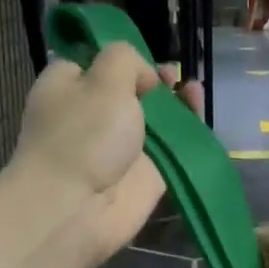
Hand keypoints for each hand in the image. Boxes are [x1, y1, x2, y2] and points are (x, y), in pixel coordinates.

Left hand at [10, 44, 202, 267]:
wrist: (77, 209)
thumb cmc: (83, 135)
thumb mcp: (104, 78)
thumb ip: (125, 59)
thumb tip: (144, 78)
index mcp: (68, 88)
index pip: (94, 62)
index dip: (120, 58)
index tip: (141, 58)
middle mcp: (92, 115)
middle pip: (129, 90)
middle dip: (154, 81)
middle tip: (171, 76)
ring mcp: (119, 146)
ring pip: (154, 118)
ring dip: (175, 103)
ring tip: (193, 90)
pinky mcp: (144, 173)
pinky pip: (171, 146)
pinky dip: (187, 130)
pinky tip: (200, 112)